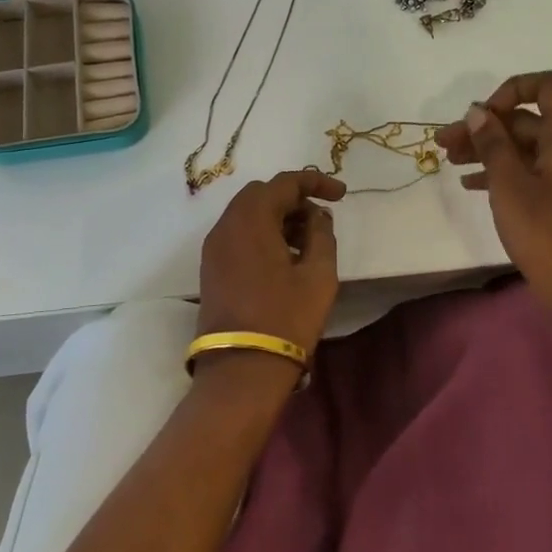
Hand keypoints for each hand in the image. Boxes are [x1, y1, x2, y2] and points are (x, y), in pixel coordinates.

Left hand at [195, 171, 346, 380]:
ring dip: (278, 218)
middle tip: (321, 219)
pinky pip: (238, 235)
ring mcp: (213, 248)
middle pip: (262, 194)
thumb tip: (317, 216)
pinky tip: (284, 257)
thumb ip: (321, 235)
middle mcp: (226, 225)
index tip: (341, 194)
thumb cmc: (286, 318)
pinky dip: (262, 234)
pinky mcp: (210, 269)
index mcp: (251, 219)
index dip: (316, 182)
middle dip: (294, 199)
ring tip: (307, 241)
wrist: (241, 370)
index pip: (285, 183)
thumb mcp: (319, 275)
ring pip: (247, 215)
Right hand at [437, 71, 551, 332]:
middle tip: (445, 141)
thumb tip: (478, 111)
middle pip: (528, 118)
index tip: (484, 114)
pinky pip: (531, 168)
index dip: (513, 89)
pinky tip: (471, 183)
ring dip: (488, 148)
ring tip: (449, 159)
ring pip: (525, 145)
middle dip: (486, 125)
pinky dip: (503, 169)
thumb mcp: (509, 184)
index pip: (549, 85)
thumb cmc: (545, 233)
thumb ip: (491, 143)